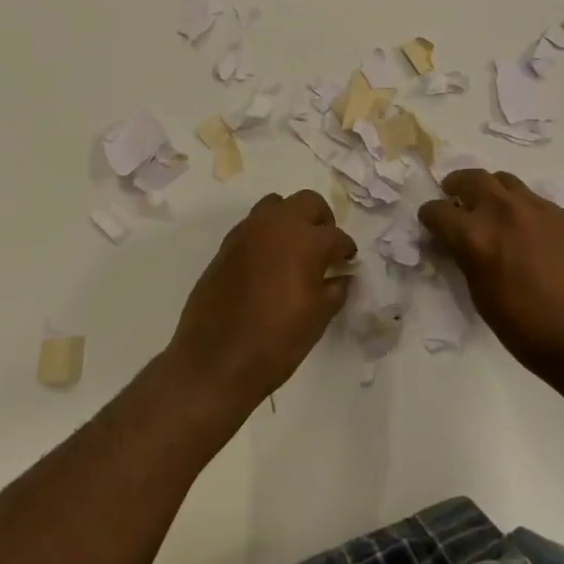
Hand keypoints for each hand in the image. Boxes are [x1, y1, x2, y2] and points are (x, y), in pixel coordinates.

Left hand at [166, 191, 356, 411]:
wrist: (216, 360)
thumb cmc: (276, 340)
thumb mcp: (318, 317)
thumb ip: (336, 289)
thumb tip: (342, 276)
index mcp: (305, 240)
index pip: (336, 236)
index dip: (346, 250)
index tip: (348, 262)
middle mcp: (276, 225)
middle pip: (307, 202)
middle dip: (321, 221)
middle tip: (325, 248)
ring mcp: (247, 232)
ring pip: (276, 206)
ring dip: (291, 220)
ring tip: (296, 250)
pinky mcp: (226, 245)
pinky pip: (253, 225)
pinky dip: (267, 235)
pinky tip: (270, 263)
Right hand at [419, 170, 563, 378]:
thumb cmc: (527, 328)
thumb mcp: (481, 296)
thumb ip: (467, 260)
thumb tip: (461, 245)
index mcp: (475, 235)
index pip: (438, 211)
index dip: (430, 217)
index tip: (431, 223)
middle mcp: (503, 211)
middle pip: (471, 178)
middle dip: (457, 185)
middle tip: (455, 197)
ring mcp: (538, 208)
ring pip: (505, 181)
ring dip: (491, 190)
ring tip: (492, 208)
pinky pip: (535, 200)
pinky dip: (522, 208)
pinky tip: (529, 231)